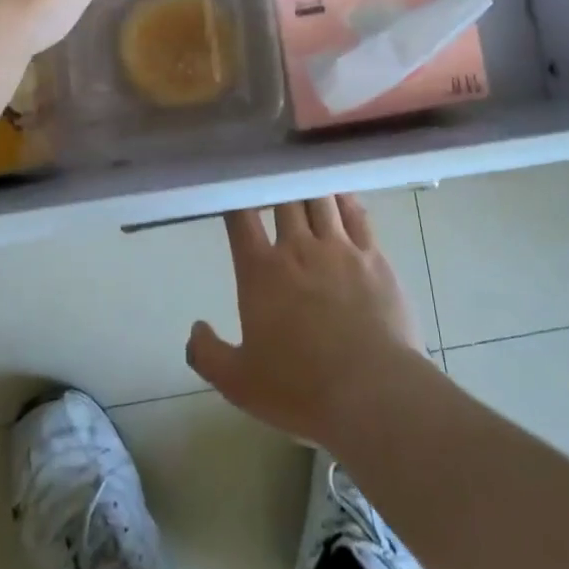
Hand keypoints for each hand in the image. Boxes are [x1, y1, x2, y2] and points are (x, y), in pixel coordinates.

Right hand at [187, 196, 430, 449]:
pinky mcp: (373, 257)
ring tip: (304, 175)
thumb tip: (195, 329)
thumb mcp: (239, 383)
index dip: (236, 196)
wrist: (373, 393)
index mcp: (261, 271)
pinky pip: (357, 214)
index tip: (233, 185)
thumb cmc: (301, 389)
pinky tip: (341, 193)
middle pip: (284, 197)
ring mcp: (339, 248)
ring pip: (320, 198)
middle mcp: (298, 248)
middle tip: (271, 176)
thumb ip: (208, 354)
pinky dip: (345, 198)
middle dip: (276, 184)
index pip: (241, 217)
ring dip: (309, 185)